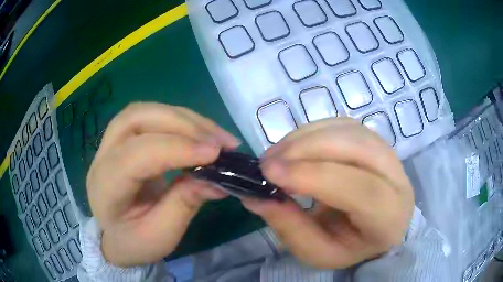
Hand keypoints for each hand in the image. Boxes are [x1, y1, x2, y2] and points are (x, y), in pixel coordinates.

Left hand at [86, 102, 238, 266]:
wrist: (116, 236)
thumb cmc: (135, 242)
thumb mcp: (162, 235)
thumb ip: (184, 204)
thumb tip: (217, 178)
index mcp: (105, 188)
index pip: (136, 155)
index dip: (176, 149)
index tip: (216, 153)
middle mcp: (102, 157)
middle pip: (136, 119)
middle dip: (181, 124)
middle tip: (219, 141)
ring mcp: (110, 143)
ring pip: (144, 111)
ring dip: (183, 118)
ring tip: (215, 135)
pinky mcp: (123, 139)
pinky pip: (150, 117)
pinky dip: (179, 120)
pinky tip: (199, 133)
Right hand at [243, 118, 413, 268]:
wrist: (378, 227)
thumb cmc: (351, 246)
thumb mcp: (319, 252)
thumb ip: (291, 228)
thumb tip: (256, 197)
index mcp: (389, 216)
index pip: (359, 189)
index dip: (313, 176)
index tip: (269, 173)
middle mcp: (397, 178)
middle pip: (356, 148)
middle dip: (306, 149)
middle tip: (268, 162)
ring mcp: (388, 153)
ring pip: (348, 130)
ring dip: (305, 137)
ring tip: (276, 154)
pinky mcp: (374, 140)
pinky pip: (342, 125)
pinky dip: (312, 130)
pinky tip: (294, 146)